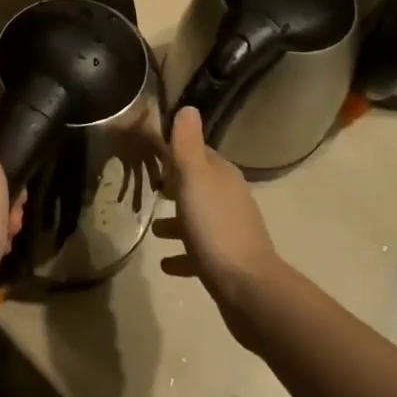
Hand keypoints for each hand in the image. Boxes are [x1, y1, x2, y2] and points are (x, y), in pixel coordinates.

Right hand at [153, 108, 282, 343]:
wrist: (247, 288)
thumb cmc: (214, 226)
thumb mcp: (194, 177)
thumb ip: (187, 143)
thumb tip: (188, 107)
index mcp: (222, 175)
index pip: (197, 153)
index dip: (175, 153)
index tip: (150, 155)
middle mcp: (229, 198)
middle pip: (197, 185)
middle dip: (174, 185)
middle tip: (148, 187)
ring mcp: (230, 231)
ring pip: (198, 218)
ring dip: (176, 220)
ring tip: (152, 227)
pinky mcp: (226, 263)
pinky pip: (199, 252)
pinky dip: (183, 253)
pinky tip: (166, 263)